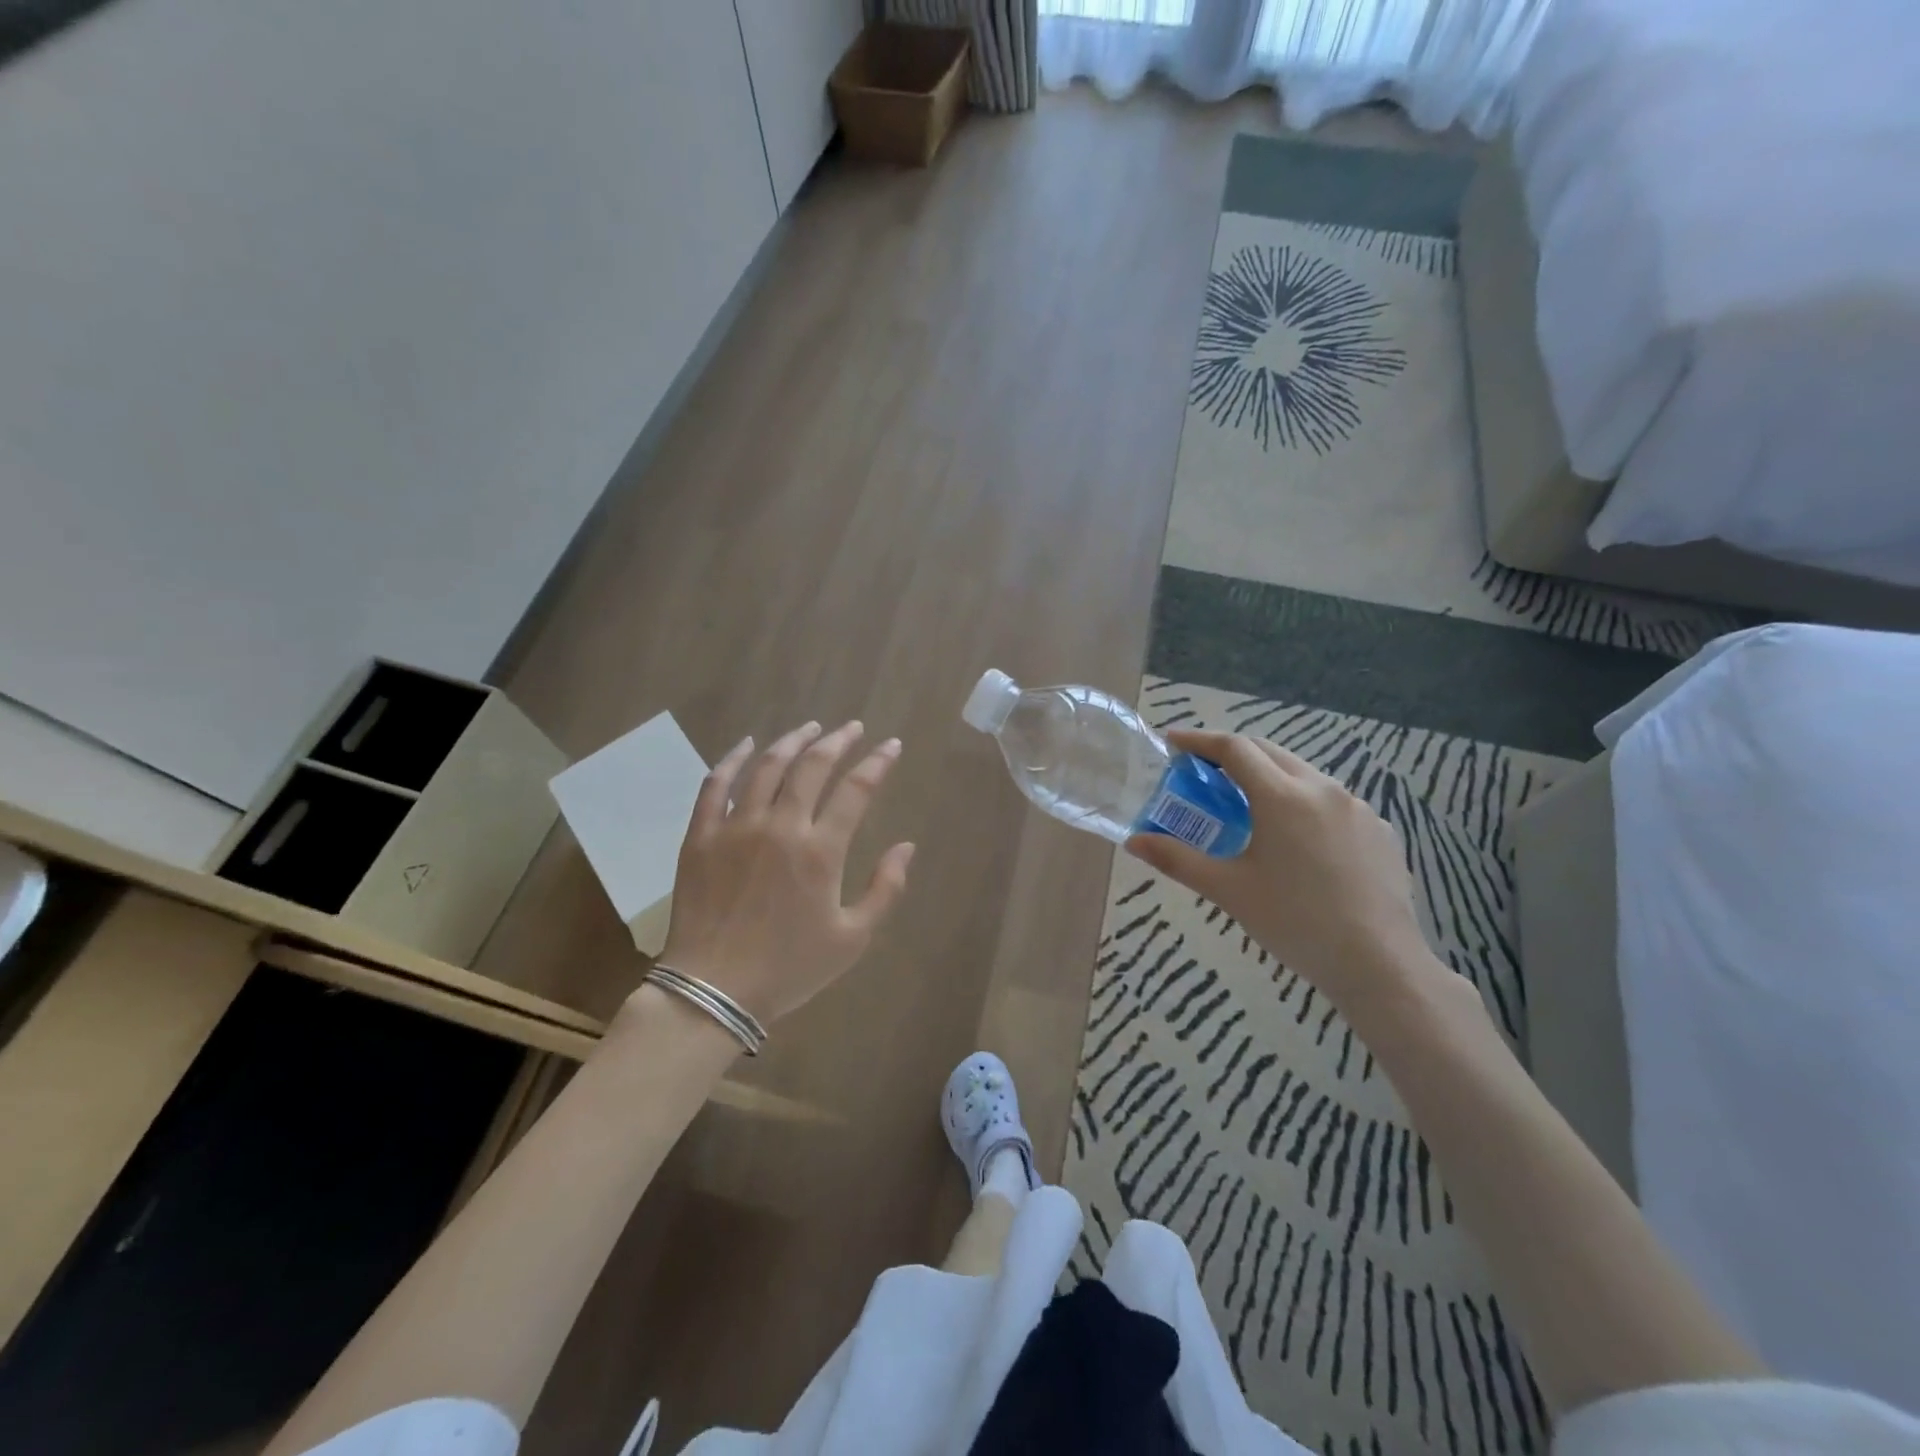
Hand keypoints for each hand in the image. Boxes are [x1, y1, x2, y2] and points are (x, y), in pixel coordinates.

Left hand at [652, 721, 914, 1026]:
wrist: (712, 991)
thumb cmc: (789, 969)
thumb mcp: (852, 938)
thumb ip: (885, 889)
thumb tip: (906, 846)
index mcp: (820, 852)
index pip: (856, 790)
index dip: (878, 763)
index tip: (891, 745)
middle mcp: (780, 827)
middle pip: (812, 767)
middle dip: (838, 741)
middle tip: (852, 728)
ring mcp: (735, 828)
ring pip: (766, 767)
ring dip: (792, 741)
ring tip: (810, 728)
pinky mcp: (700, 836)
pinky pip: (715, 786)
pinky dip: (733, 760)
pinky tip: (747, 745)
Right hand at [1126, 729, 1433, 1010]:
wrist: (1379, 964)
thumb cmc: (1294, 923)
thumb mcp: (1228, 891)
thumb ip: (1177, 859)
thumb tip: (1134, 842)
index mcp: (1281, 797)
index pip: (1234, 748)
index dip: (1200, 740)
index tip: (1174, 741)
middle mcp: (1322, 789)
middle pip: (1269, 752)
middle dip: (1233, 753)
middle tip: (1204, 772)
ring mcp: (1357, 807)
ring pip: (1303, 774)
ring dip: (1269, 776)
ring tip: (1248, 807)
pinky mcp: (1380, 830)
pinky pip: (1332, 801)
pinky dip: (1303, 802)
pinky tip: (1297, 839)